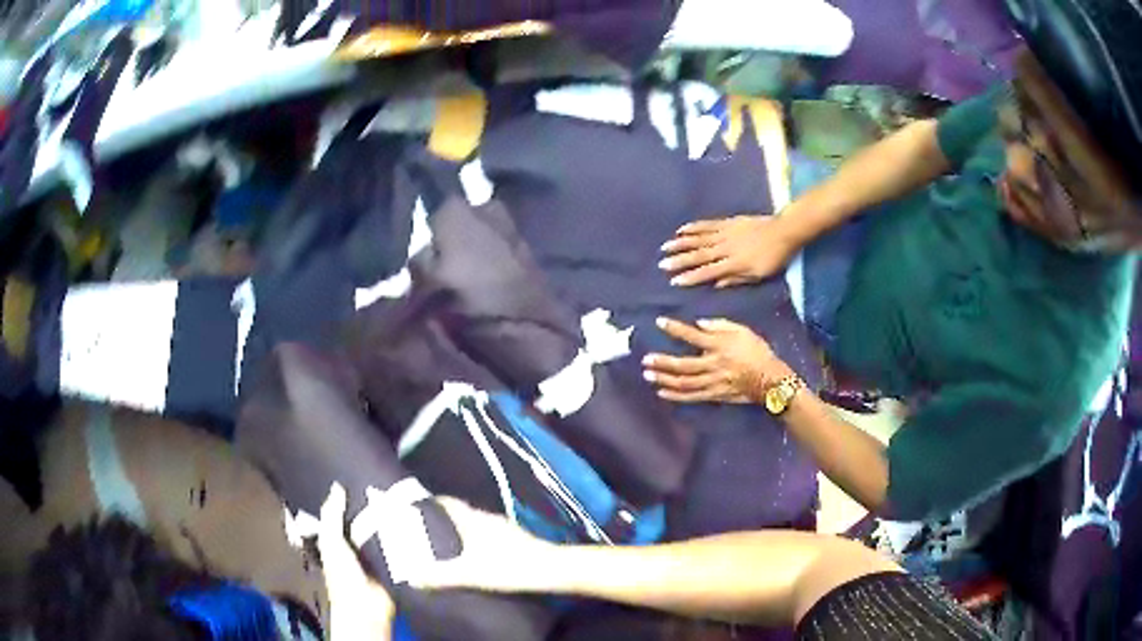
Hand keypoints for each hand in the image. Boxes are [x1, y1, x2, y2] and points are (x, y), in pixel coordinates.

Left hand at [316, 484, 395, 640]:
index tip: (353, 474)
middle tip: (382, 481)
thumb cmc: (343, 575)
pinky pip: (396, 543)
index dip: (343, 498)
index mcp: (334, 539)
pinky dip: (401, 534)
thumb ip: (331, 516)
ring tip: (399, 495)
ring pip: (378, 530)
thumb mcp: (330, 542)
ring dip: (386, 519)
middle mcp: (353, 544)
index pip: (337, 514)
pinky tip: (411, 518)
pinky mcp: (392, 561)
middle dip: (368, 506)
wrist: (368, 607)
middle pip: (360, 520)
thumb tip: (337, 486)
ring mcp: (373, 553)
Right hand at [403, 498, 553, 593]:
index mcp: (474, 520)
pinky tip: (474, 555)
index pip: (449, 503)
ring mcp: (503, 527)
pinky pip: (487, 533)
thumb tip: (412, 577)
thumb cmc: (508, 567)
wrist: (551, 569)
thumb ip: (440, 576)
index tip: (415, 507)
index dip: (431, 503)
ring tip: (445, 544)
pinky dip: (474, 539)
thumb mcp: (470, 574)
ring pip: (474, 523)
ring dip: (460, 530)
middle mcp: (487, 518)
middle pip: (460, 513)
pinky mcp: (515, 538)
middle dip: (442, 519)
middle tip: (424, 530)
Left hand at [644, 317, 794, 403]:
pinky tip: (661, 392)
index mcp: (719, 346)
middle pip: (683, 365)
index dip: (675, 329)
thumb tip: (699, 324)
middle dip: (662, 362)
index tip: (659, 322)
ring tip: (648, 375)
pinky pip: (691, 396)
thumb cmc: (756, 351)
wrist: (769, 379)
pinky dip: (675, 395)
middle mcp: (713, 365)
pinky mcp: (714, 395)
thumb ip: (720, 325)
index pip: (692, 336)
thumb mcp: (742, 331)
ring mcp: (712, 382)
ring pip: (684, 383)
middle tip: (646, 359)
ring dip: (664, 379)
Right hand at [659, 214, 800, 287]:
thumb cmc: (773, 258)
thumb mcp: (758, 275)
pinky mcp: (727, 222)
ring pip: (699, 239)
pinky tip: (681, 230)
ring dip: (681, 243)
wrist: (783, 231)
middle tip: (662, 264)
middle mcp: (725, 248)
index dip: (690, 277)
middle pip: (699, 255)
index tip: (674, 281)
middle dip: (680, 260)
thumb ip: (736, 279)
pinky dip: (693, 227)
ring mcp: (725, 233)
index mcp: (733, 264)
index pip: (707, 272)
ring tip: (665, 247)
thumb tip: (716, 285)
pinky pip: (707, 225)